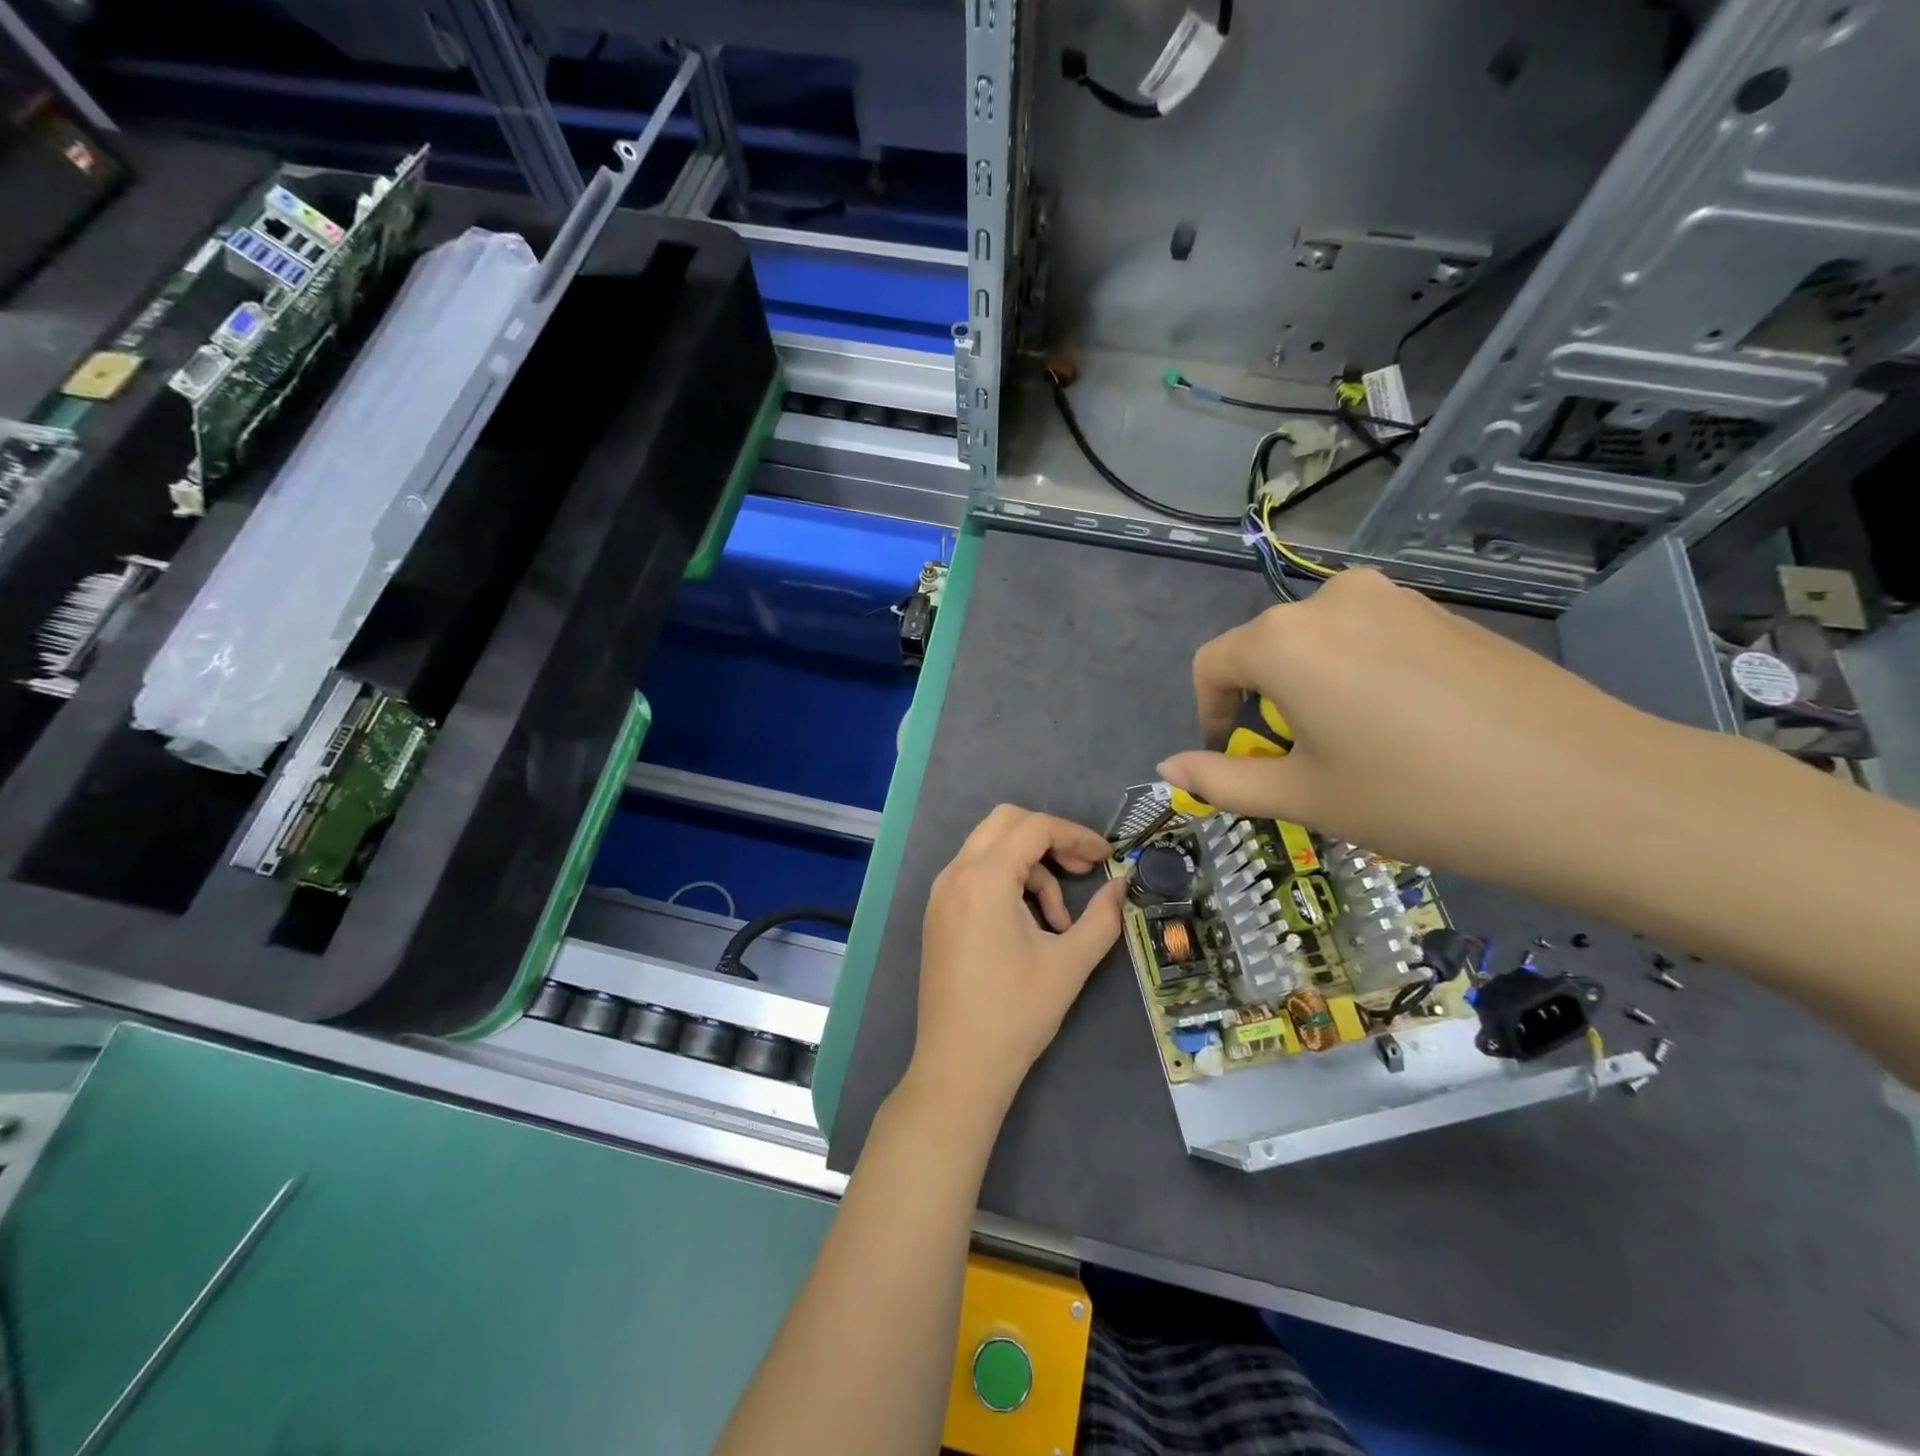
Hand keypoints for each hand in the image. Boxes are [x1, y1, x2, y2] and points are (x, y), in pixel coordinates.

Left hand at [908, 805, 1126, 1117]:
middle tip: (1083, 870)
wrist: (959, 1066)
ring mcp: (941, 893)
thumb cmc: (1017, 1012)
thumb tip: (1123, 885)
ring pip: (990, 848)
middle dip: (1050, 838)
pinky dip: (1007, 881)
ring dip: (1030, 866)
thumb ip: (1102, 917)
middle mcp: (955, 874)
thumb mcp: (1070, 962)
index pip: (1034, 827)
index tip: (1106, 858)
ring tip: (1058, 920)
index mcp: (984, 878)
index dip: (1076, 834)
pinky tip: (1030, 925)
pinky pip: (976, 874)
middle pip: (1006, 823)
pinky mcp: (938, 913)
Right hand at [1157, 567, 1681, 885]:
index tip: (1233, 758)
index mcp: (1283, 640)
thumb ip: (1222, 780)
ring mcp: (1394, 598)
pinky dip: (1360, 677)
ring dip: (1312, 690)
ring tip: (1355, 747)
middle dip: (1264, 705)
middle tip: (1301, 763)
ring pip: (1319, 644)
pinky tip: (1405, 726)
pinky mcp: (1443, 611)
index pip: (1212, 665)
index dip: (1209, 715)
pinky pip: (1370, 638)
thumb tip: (1168, 765)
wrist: (1584, 789)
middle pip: (1265, 650)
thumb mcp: (1303, 797)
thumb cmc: (1416, 797)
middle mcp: (1331, 600)